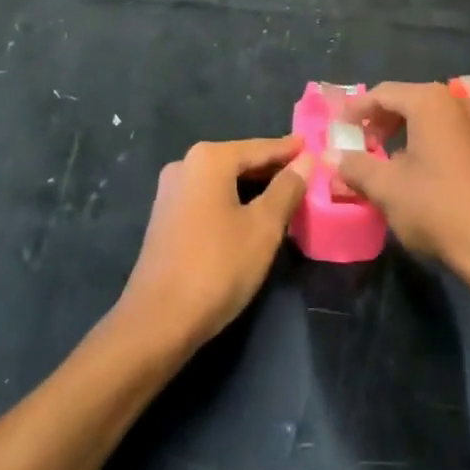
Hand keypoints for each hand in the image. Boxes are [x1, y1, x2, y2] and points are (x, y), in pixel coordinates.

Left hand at [117, 135, 309, 354]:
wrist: (157, 321)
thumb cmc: (218, 266)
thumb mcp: (264, 227)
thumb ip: (287, 189)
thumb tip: (305, 161)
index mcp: (209, 159)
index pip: (259, 148)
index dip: (288, 150)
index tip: (311, 147)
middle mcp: (185, 165)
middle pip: (239, 161)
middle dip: (271, 169)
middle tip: (304, 174)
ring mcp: (170, 192)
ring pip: (222, 181)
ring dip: (252, 187)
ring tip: (284, 195)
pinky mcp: (165, 218)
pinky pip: (208, 198)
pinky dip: (232, 201)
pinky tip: (251, 216)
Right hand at [333, 83, 469, 292]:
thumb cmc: (437, 208)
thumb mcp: (387, 188)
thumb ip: (355, 167)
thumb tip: (330, 156)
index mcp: (430, 102)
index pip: (382, 93)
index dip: (356, 109)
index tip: (338, 128)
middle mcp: (456, 103)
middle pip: (408, 101)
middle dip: (381, 121)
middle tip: (361, 144)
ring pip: (430, 119)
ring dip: (404, 133)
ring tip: (385, 160)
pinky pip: (449, 134)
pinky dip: (427, 144)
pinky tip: (418, 173)